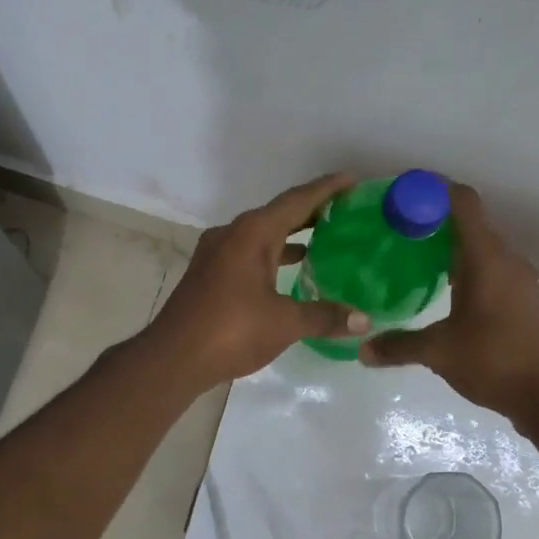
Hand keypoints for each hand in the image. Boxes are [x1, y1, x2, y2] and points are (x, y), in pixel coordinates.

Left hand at [145, 174, 370, 388]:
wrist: (173, 358)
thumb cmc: (231, 330)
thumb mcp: (285, 323)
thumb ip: (325, 317)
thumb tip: (365, 320)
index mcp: (252, 233)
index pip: (296, 201)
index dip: (326, 189)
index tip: (352, 180)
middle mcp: (233, 234)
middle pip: (278, 214)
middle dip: (311, 211)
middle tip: (345, 211)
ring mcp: (217, 254)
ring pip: (261, 235)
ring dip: (291, 234)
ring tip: (324, 238)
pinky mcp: (210, 274)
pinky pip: (249, 253)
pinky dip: (273, 255)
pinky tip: (290, 269)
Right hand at [360, 183, 538, 419]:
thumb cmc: (495, 362)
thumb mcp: (440, 352)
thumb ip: (398, 346)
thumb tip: (362, 349)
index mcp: (487, 258)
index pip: (462, 202)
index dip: (430, 190)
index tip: (397, 195)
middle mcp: (505, 258)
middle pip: (468, 220)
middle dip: (430, 217)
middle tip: (392, 226)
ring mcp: (516, 278)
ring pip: (478, 244)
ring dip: (446, 242)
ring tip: (408, 253)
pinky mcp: (519, 297)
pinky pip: (486, 265)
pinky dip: (461, 264)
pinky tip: (438, 285)